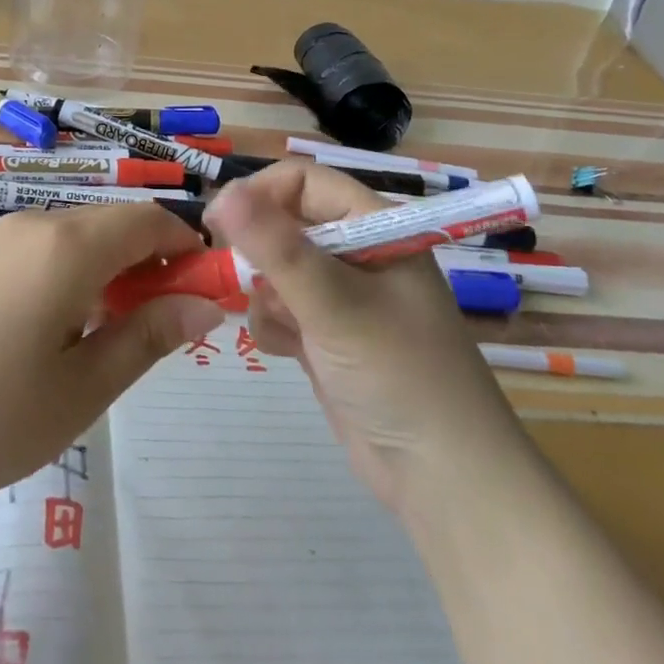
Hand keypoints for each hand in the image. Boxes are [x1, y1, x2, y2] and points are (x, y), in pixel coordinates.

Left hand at [0, 204, 222, 524]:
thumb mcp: (84, 387)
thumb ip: (150, 335)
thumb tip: (207, 304)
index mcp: (69, 245)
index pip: (149, 220)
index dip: (187, 246)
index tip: (207, 290)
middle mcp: (37, 223)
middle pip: (115, 223)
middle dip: (153, 260)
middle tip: (168, 323)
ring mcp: (2, 237)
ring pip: (82, 235)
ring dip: (115, 268)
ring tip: (120, 332)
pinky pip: (48, 248)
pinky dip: (79, 272)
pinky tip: (68, 328)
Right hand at [204, 161, 496, 514]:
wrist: (443, 481)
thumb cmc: (399, 374)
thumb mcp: (335, 303)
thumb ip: (276, 247)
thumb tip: (221, 193)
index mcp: (375, 227)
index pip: (304, 182)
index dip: (260, 194)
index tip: (219, 224)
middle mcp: (357, 253)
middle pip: (285, 224)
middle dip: (259, 252)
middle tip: (240, 280)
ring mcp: (342, 297)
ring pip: (275, 269)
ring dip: (265, 295)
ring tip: (286, 329)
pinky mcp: (327, 336)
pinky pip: (280, 309)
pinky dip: (273, 325)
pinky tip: (287, 352)